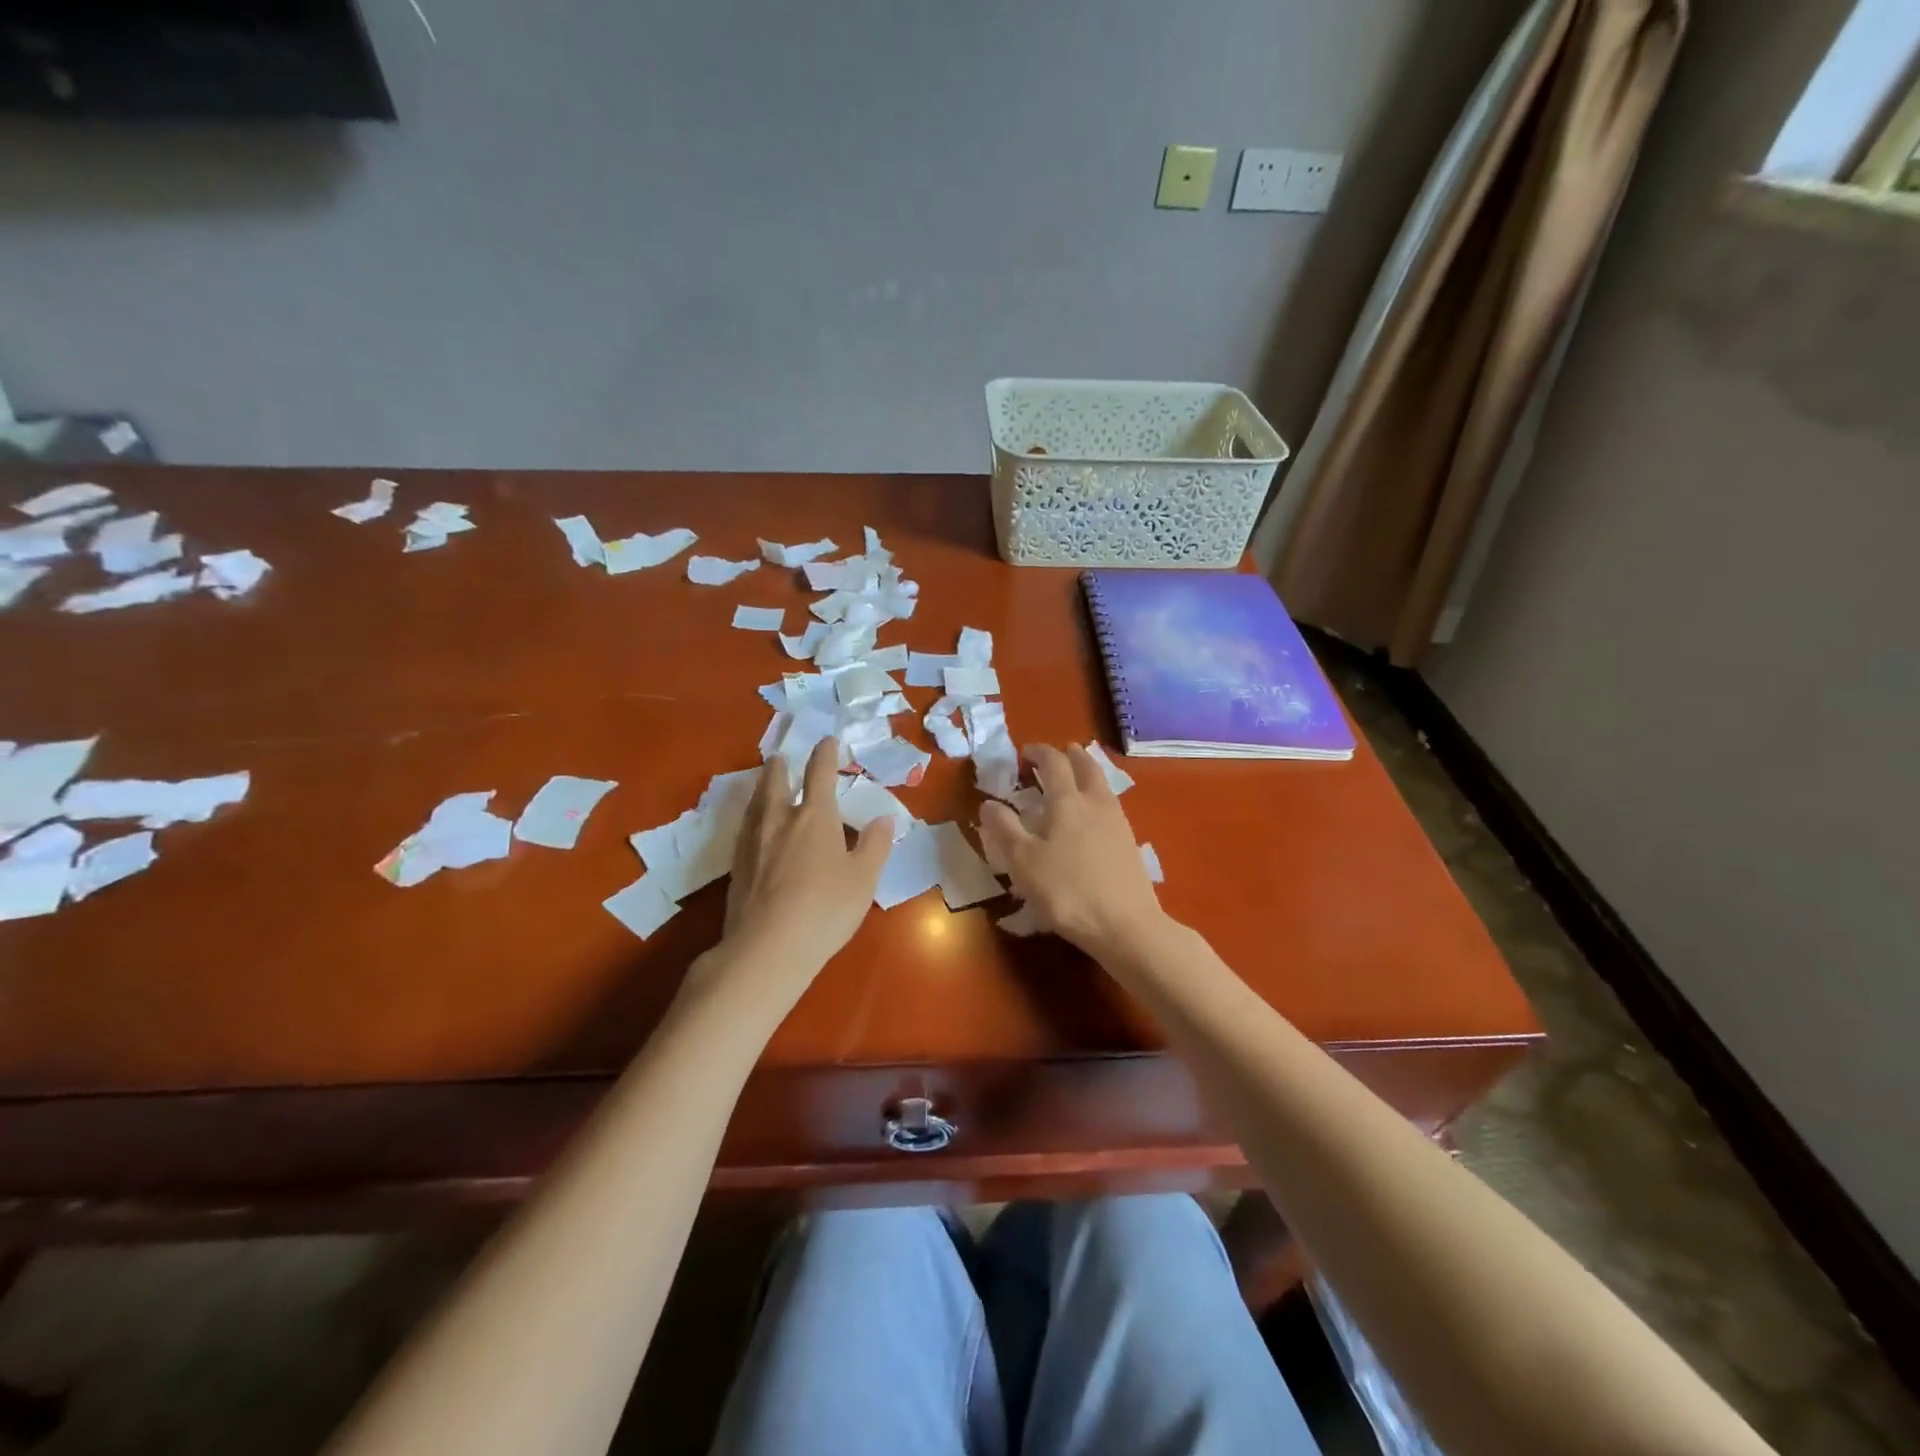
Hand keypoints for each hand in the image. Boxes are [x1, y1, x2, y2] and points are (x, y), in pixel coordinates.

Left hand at [722, 737, 892, 976]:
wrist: (767, 948)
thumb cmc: (825, 909)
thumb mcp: (863, 879)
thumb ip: (875, 845)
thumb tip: (885, 818)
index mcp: (815, 817)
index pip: (820, 774)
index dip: (825, 754)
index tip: (827, 740)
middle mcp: (780, 820)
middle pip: (777, 783)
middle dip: (781, 767)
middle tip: (781, 757)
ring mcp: (754, 843)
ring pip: (756, 804)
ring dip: (762, 787)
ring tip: (764, 783)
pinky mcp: (737, 867)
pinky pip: (745, 829)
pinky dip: (752, 817)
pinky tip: (752, 829)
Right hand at [978, 743, 1165, 956]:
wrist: (1125, 925)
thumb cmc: (1067, 891)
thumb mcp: (1023, 862)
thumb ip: (1004, 829)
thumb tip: (989, 803)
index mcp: (1067, 801)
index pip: (1053, 763)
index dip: (1038, 752)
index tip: (1024, 753)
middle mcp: (1096, 802)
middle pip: (1086, 766)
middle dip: (1069, 756)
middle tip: (1056, 755)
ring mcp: (1118, 822)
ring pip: (1102, 784)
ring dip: (1086, 773)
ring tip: (1074, 779)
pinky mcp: (1130, 843)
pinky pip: (1110, 805)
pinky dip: (1097, 797)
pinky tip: (1091, 816)